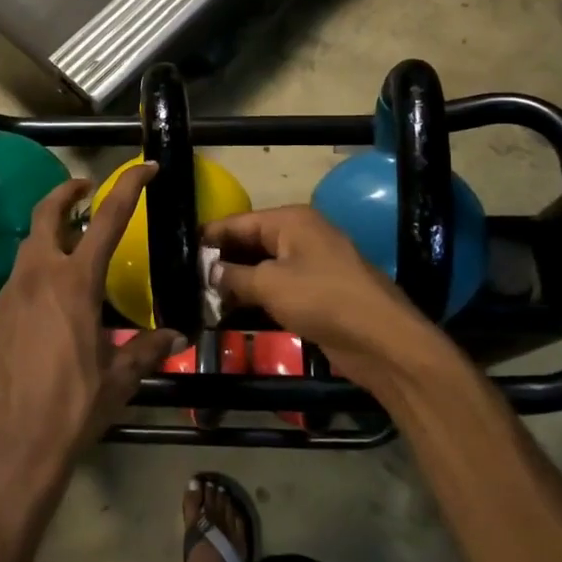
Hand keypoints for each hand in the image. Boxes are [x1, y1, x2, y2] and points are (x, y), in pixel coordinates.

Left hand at [0, 165, 181, 484]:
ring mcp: (8, 295)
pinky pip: (15, 284)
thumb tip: (175, 336)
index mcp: (76, 283)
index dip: (128, 187)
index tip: (144, 168)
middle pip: (47, 214)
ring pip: (28, 248)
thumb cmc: (73, 408)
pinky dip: (34, 278)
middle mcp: (38, 277)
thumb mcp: (119, 379)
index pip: (107, 219)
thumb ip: (146, 349)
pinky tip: (47, 308)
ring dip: (50, 238)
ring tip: (71, 252)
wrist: (13, 446)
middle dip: (67, 192)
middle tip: (85, 190)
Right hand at [204, 206, 462, 401]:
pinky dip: (256, 296)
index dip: (209, 237)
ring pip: (263, 267)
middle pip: (250, 242)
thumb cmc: (323, 300)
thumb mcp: (270, 285)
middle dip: (221, 261)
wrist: (382, 340)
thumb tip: (209, 272)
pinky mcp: (317, 292)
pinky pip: (278, 287)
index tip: (179, 251)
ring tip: (201, 297)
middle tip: (185, 279)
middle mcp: (301, 235)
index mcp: (291, 220)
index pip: (238, 222)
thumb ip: (234, 276)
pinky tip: (231, 311)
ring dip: (237, 282)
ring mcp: (311, 264)